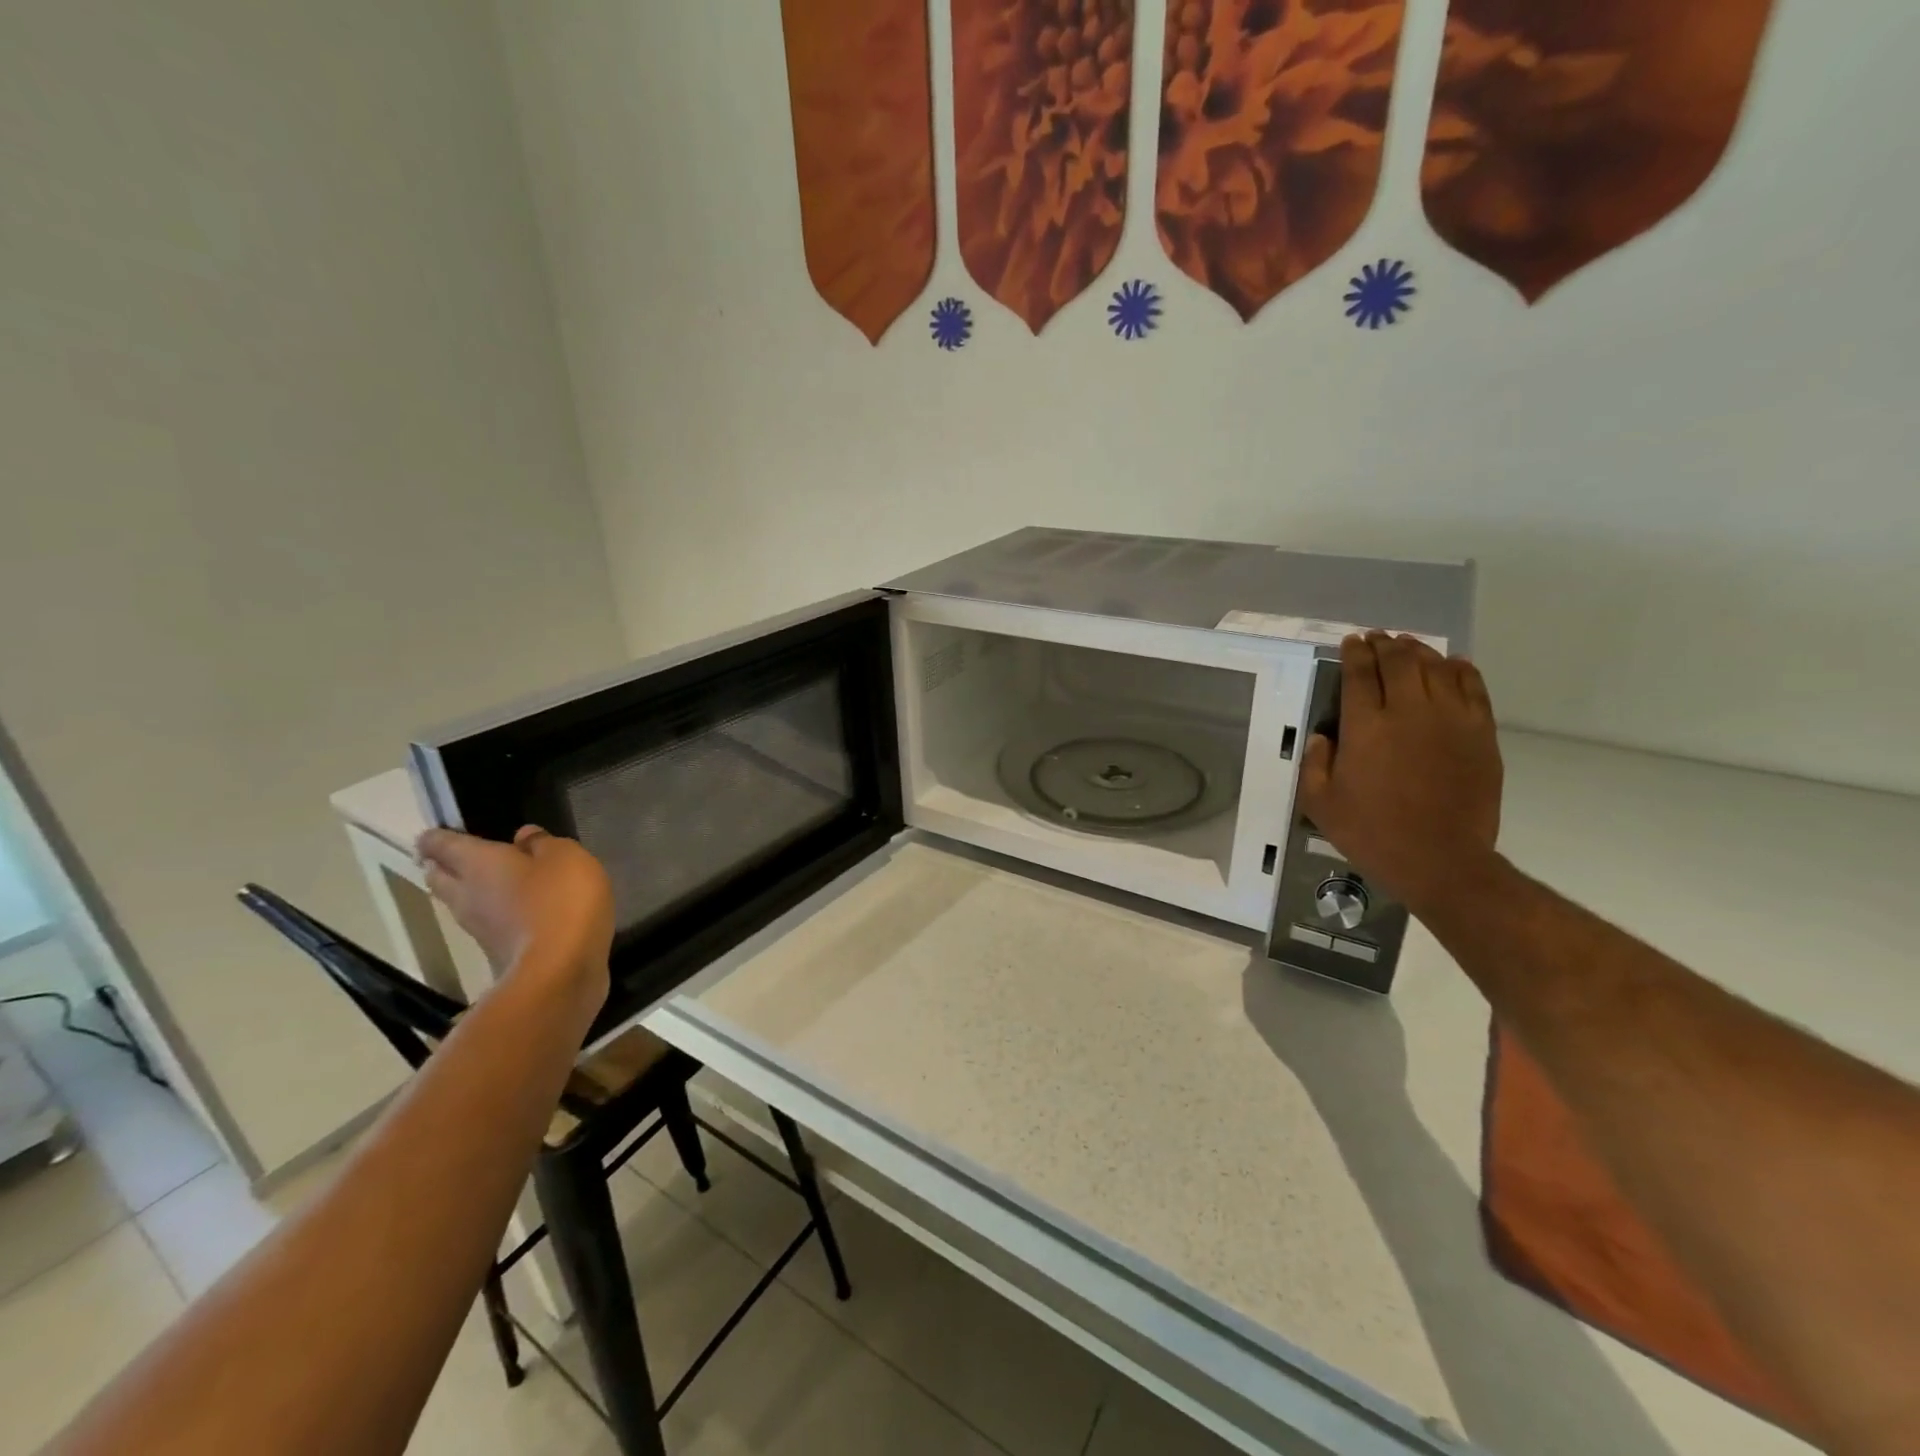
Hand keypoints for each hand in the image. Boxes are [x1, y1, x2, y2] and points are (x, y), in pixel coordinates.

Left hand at [416, 826, 614, 1002]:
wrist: (560, 972)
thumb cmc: (561, 901)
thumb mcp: (566, 857)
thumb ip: (544, 844)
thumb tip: (523, 837)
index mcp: (479, 863)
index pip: (444, 845)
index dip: (435, 838)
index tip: (429, 834)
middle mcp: (468, 895)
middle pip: (440, 877)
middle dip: (439, 866)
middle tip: (444, 858)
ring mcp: (479, 929)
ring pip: (458, 903)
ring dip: (461, 892)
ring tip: (475, 882)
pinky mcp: (496, 954)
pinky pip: (485, 925)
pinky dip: (490, 915)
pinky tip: (509, 912)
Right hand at [1297, 632, 1503, 914]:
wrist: (1441, 860)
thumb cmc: (1371, 832)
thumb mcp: (1320, 803)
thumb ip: (1315, 763)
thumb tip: (1323, 736)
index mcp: (1366, 727)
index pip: (1360, 674)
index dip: (1354, 653)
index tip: (1351, 642)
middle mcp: (1408, 711)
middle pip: (1399, 661)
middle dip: (1385, 645)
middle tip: (1377, 639)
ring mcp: (1450, 719)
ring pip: (1436, 667)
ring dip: (1419, 652)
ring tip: (1409, 647)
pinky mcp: (1480, 733)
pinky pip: (1472, 687)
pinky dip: (1459, 669)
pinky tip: (1451, 665)